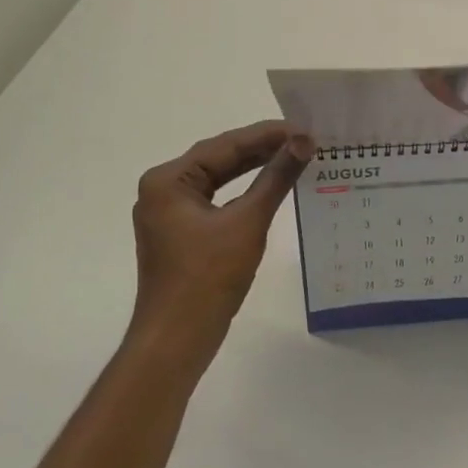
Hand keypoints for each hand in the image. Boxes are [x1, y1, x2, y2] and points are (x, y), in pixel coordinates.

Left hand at [127, 121, 313, 377]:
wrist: (177, 339)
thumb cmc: (208, 278)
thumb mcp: (247, 222)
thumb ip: (276, 178)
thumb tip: (304, 142)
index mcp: (168, 180)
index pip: (224, 145)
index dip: (267, 135)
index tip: (304, 127)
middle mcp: (163, 190)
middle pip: (219, 159)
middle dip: (262, 149)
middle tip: (304, 138)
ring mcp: (170, 214)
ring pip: (218, 179)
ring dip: (254, 169)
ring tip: (294, 155)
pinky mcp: (181, 234)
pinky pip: (216, 200)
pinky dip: (244, 193)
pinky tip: (272, 187)